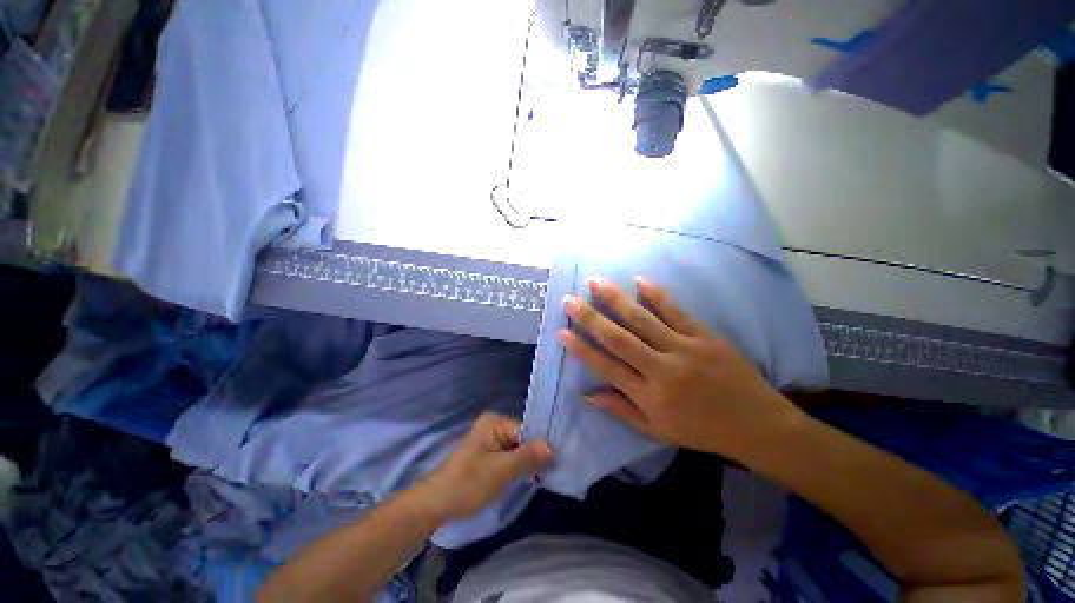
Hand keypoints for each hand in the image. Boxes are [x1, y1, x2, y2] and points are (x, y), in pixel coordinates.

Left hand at [420, 413, 552, 520]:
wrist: (435, 505)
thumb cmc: (467, 484)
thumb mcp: (499, 471)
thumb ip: (526, 457)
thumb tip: (552, 447)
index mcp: (495, 421)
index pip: (526, 430)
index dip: (541, 445)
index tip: (559, 460)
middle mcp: (495, 425)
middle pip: (524, 438)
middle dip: (537, 454)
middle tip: (556, 469)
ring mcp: (492, 440)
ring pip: (519, 449)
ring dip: (530, 462)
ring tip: (548, 474)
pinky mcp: (490, 455)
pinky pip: (512, 457)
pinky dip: (521, 467)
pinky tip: (532, 476)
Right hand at [560, 277, 803, 460]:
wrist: (758, 425)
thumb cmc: (701, 430)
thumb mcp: (656, 430)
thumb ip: (620, 409)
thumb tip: (586, 393)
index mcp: (649, 396)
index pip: (606, 367)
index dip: (581, 349)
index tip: (562, 332)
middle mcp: (662, 370)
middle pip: (619, 339)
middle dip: (590, 318)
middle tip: (569, 300)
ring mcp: (685, 349)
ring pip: (643, 320)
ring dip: (616, 299)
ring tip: (595, 283)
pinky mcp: (705, 336)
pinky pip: (676, 312)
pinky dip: (657, 295)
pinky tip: (639, 280)